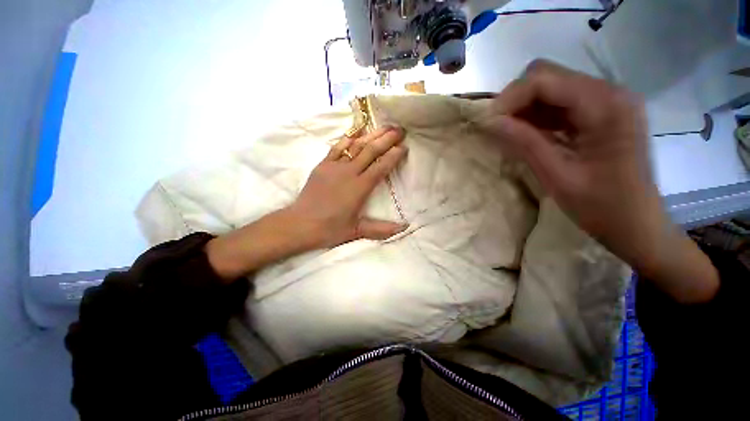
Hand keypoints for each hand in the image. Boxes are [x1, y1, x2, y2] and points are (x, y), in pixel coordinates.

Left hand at [288, 126, 408, 248]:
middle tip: (400, 130)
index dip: (394, 155)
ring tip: (384, 127)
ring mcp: (334, 166)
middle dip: (387, 139)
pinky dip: (348, 139)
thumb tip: (404, 227)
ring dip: (371, 135)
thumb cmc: (329, 229)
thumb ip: (381, 229)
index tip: (404, 147)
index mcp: (360, 187)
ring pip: (356, 145)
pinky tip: (356, 134)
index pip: (381, 167)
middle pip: (371, 151)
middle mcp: (349, 172)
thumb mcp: (357, 231)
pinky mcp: (323, 165)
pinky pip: (337, 147)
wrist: (300, 224)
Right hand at [480, 59, 717, 302]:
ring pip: (548, 91)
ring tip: (510, 140)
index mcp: (604, 106)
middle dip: (513, 102)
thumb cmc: (606, 211)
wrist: (643, 230)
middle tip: (497, 133)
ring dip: (522, 113)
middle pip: (544, 78)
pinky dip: (534, 120)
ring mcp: (603, 104)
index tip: (487, 127)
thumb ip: (523, 143)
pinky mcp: (598, 117)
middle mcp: (606, 94)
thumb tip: (490, 122)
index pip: (542, 79)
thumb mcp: (557, 177)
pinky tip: (528, 141)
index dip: (508, 99)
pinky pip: (555, 107)